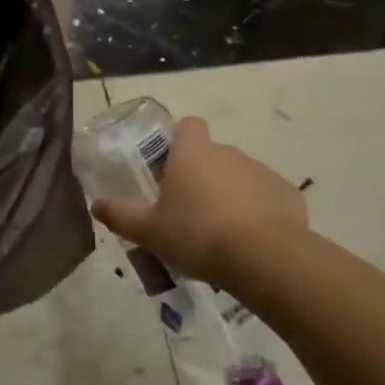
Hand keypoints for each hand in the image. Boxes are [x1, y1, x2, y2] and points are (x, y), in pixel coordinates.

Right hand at [92, 116, 307, 290]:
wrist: (263, 259)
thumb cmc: (197, 235)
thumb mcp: (149, 232)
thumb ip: (120, 216)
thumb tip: (96, 205)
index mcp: (193, 153)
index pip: (188, 125)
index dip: (179, 141)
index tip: (170, 167)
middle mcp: (228, 153)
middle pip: (212, 154)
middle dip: (201, 176)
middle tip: (188, 211)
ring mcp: (262, 171)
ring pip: (240, 176)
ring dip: (230, 194)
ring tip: (220, 233)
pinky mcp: (288, 194)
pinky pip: (266, 197)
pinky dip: (258, 212)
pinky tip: (250, 241)